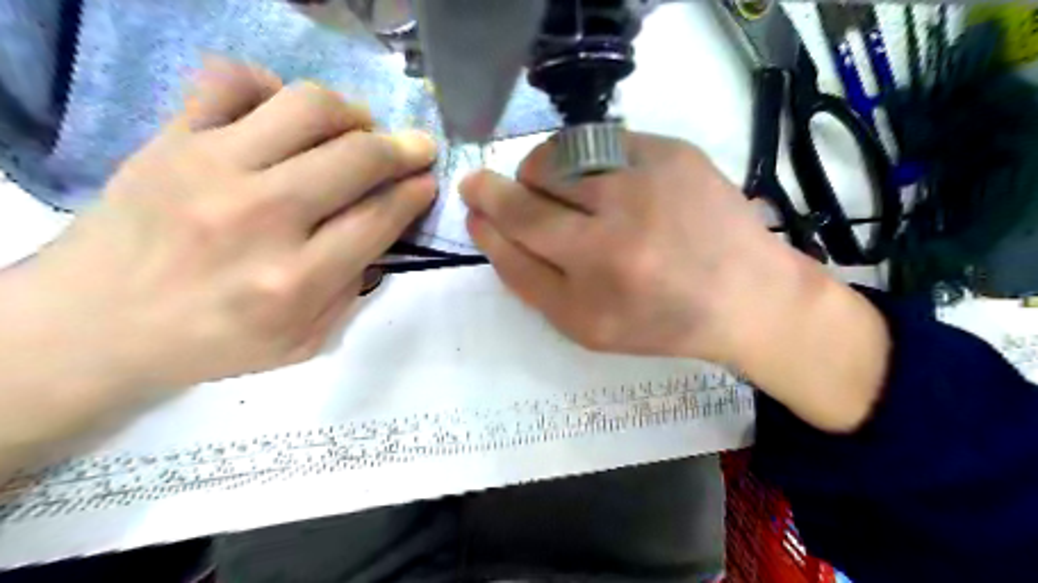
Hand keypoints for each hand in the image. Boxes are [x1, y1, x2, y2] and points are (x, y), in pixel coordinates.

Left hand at [0, 59, 433, 448]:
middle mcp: (261, 217)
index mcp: (295, 279)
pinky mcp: (171, 139)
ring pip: (307, 107)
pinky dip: (273, 88)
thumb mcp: (303, 341)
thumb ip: (352, 289)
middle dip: (404, 148)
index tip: (428, 181)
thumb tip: (382, 231)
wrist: (94, 326)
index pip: (380, 217)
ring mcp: (211, 168)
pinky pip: (231, 80)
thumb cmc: (212, 342)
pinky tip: (285, 116)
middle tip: (416, 148)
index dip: (416, 193)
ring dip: (352, 113)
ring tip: (359, 128)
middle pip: (357, 157)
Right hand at [461, 133, 891, 433]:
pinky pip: (601, 141)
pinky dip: (584, 159)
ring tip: (557, 192)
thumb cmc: (659, 321)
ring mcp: (648, 181)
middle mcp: (617, 228)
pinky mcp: (674, 152)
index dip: (486, 214)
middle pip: (530, 189)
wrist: (745, 297)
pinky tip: (599, 181)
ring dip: (543, 172)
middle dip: (502, 188)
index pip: (516, 231)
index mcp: (594, 279)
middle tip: (504, 193)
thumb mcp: (585, 326)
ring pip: (561, 156)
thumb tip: (489, 227)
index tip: (474, 202)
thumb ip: (529, 281)